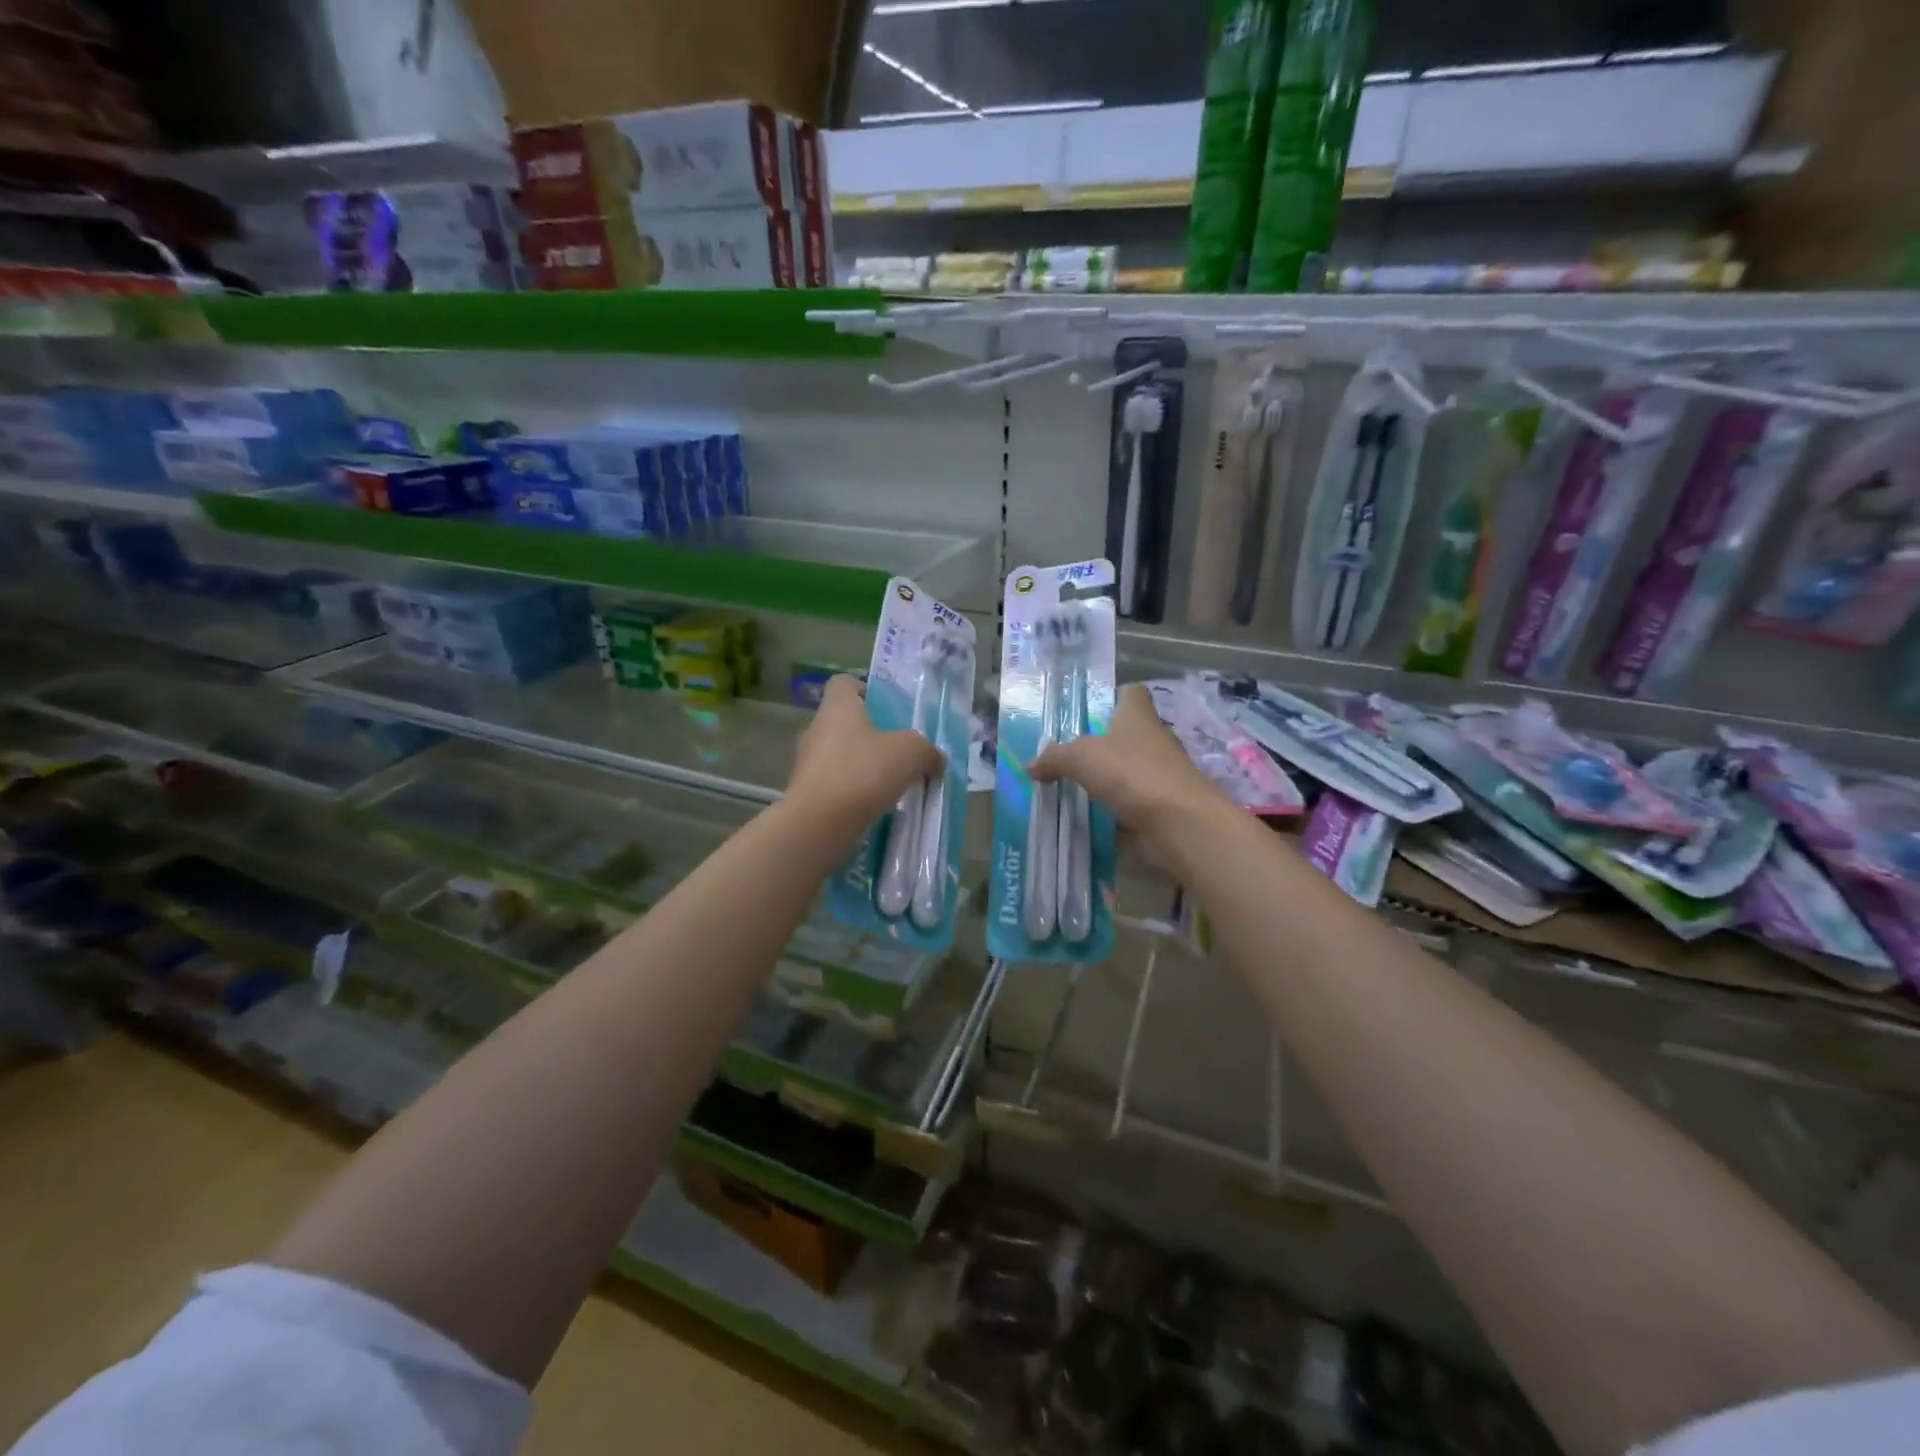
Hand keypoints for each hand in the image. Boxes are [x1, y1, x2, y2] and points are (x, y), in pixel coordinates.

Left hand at [785, 675, 944, 839]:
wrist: (818, 826)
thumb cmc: (863, 773)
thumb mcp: (911, 753)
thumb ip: (928, 751)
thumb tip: (935, 760)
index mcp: (837, 708)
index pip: (844, 683)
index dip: (867, 690)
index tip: (889, 710)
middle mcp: (817, 729)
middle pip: (846, 722)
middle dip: (873, 735)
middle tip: (901, 752)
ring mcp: (808, 764)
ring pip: (841, 756)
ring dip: (864, 766)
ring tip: (893, 783)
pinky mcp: (807, 794)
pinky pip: (836, 785)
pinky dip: (855, 792)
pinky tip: (877, 806)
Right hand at [1031, 683, 1219, 842]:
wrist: (1179, 823)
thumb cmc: (1131, 773)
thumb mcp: (1080, 758)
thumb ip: (1055, 758)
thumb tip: (1032, 765)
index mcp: (1138, 716)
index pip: (1131, 693)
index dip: (1114, 696)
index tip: (1092, 711)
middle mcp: (1154, 740)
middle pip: (1129, 734)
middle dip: (1103, 744)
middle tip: (1069, 756)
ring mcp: (1162, 774)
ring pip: (1130, 770)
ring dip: (1109, 779)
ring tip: (1074, 788)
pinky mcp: (1164, 806)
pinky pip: (1134, 803)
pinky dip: (1117, 810)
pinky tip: (1092, 818)